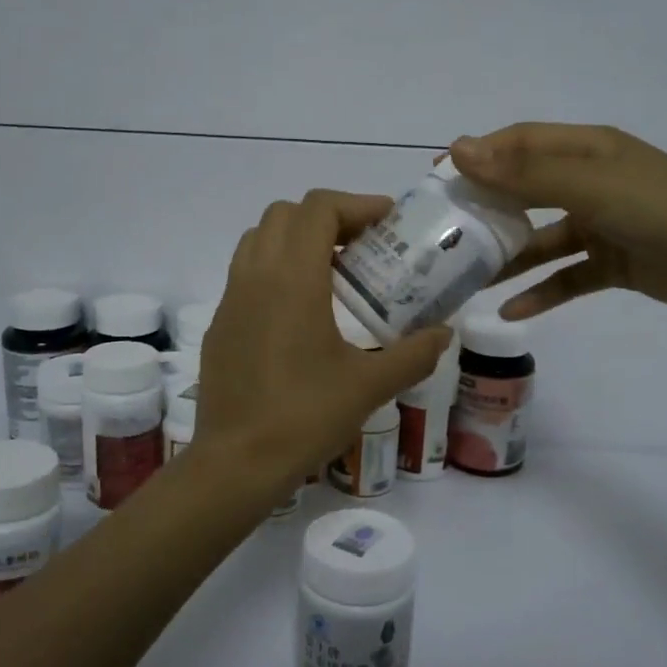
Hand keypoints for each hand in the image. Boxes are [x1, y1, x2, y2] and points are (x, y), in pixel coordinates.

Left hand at [198, 190, 451, 486]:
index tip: (388, 223)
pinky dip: (275, 269)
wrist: (237, 462)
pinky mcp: (220, 324)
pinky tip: (301, 312)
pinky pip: (246, 274)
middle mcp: (255, 276)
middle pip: (285, 214)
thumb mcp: (370, 386)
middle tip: (363, 246)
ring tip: (333, 272)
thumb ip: (414, 354)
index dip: (356, 204)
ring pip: (259, 240)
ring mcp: (230, 299)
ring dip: (296, 239)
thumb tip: (445, 334)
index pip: (318, 208)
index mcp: (292, 279)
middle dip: (327, 217)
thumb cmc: (305, 417)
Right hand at [448, 123, 666, 318]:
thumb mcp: (587, 185)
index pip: (519, 143)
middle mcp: (589, 183)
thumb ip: (523, 173)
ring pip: (542, 240)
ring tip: (467, 279)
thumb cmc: (659, 207)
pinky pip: (568, 277)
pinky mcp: (613, 264)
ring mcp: (602, 225)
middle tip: (444, 233)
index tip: (438, 180)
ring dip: (509, 258)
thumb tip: (458, 150)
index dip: (479, 156)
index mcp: (585, 151)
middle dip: (487, 210)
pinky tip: (510, 312)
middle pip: (526, 191)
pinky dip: (542, 293)